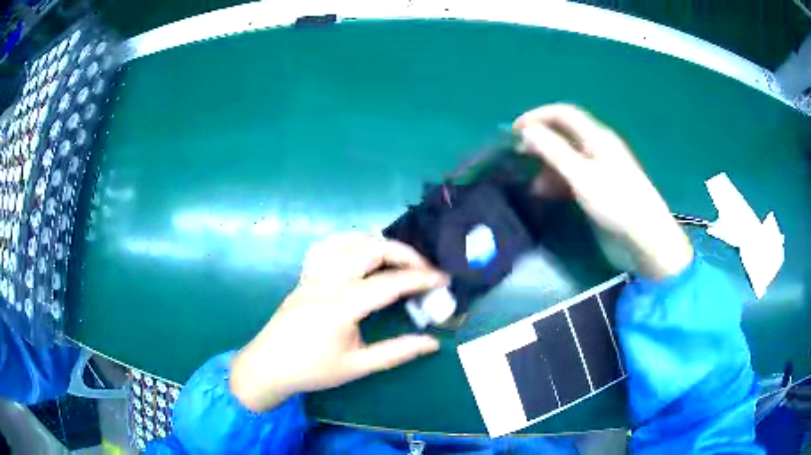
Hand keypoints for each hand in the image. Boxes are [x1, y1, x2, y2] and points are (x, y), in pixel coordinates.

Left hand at [230, 233, 446, 412]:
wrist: (268, 367)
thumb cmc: (312, 370)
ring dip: (378, 243)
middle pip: (370, 250)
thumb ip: (397, 352)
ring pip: (348, 241)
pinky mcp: (304, 276)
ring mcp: (312, 275)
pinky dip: (350, 242)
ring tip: (398, 258)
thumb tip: (432, 343)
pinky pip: (327, 247)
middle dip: (404, 253)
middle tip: (424, 269)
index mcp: (341, 307)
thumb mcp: (357, 366)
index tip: (443, 279)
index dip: (420, 278)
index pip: (389, 283)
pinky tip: (360, 253)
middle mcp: (326, 282)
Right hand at [513, 104, 692, 278]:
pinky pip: (573, 175)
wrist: (645, 237)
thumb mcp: (582, 176)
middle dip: (540, 141)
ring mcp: (600, 168)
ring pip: (567, 156)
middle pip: (564, 134)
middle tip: (519, 158)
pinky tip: (547, 194)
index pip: (563, 114)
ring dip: (547, 165)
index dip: (537, 116)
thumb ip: (555, 152)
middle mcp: (597, 147)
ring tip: (532, 184)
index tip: (514, 132)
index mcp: (596, 137)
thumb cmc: (616, 203)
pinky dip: (557, 180)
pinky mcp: (600, 187)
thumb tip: (527, 130)